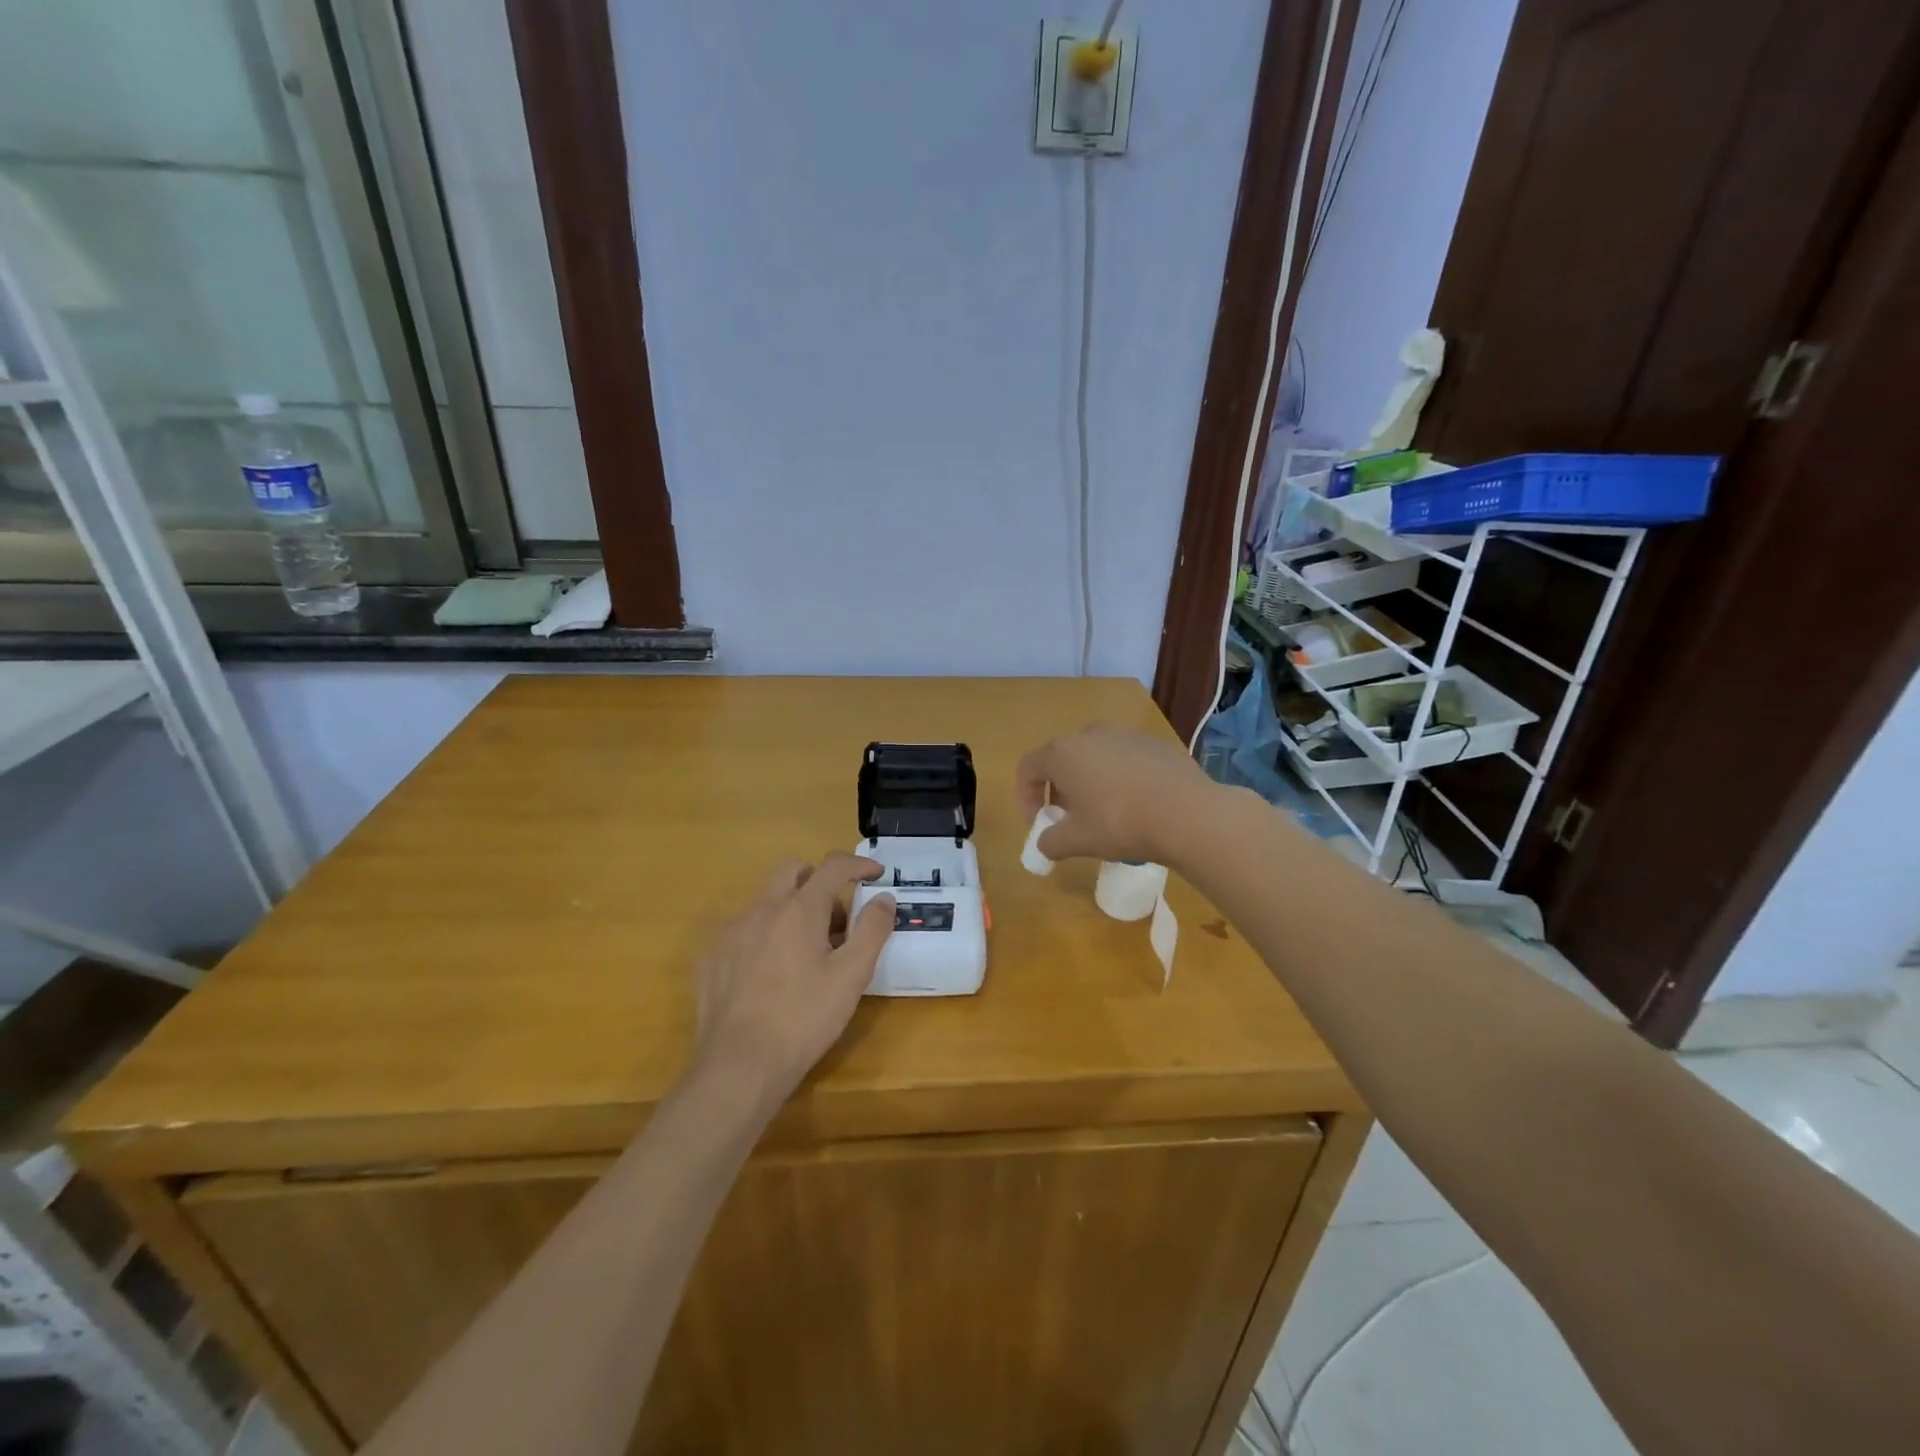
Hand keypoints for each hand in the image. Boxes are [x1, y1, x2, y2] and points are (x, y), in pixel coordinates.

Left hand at [692, 854, 893, 1111]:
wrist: (739, 1065)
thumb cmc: (804, 1018)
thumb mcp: (852, 976)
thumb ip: (872, 930)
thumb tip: (883, 898)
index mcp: (799, 909)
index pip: (833, 866)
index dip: (858, 864)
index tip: (875, 874)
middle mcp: (762, 908)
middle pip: (794, 870)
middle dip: (819, 882)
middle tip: (836, 920)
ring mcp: (732, 930)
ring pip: (767, 900)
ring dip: (792, 909)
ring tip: (806, 953)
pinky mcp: (711, 955)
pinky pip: (744, 927)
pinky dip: (765, 934)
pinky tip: (771, 973)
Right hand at [1016, 723, 1220, 866]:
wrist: (1188, 813)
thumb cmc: (1121, 823)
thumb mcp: (1078, 841)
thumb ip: (1051, 841)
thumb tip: (1044, 844)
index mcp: (1063, 753)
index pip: (1028, 768)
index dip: (1026, 798)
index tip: (1039, 824)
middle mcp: (1090, 734)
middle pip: (1061, 760)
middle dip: (1059, 791)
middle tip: (1069, 820)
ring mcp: (1125, 734)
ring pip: (1094, 757)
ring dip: (1089, 783)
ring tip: (1104, 814)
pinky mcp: (1154, 743)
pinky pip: (1124, 759)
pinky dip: (1119, 779)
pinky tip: (1137, 805)